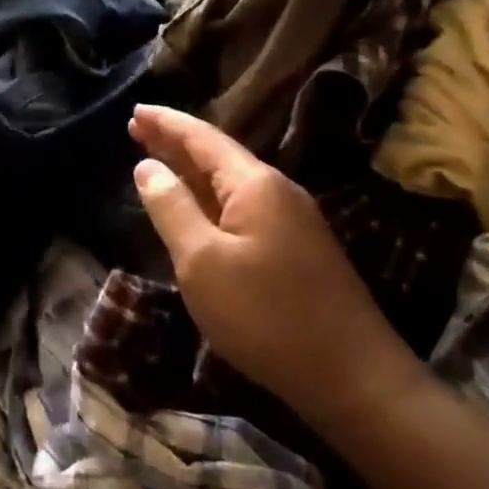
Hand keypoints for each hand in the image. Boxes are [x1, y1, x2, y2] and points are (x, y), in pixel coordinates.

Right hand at [129, 105, 429, 432]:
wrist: (353, 377)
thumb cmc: (266, 316)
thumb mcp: (202, 262)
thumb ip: (172, 209)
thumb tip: (147, 167)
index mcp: (255, 184)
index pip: (203, 138)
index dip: (166, 123)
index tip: (134, 110)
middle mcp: (277, 191)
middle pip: (218, 155)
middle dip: (176, 141)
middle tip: (136, 129)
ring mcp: (292, 220)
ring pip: (230, 183)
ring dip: (192, 170)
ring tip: (158, 159)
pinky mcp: (296, 249)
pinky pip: (243, 207)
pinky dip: (210, 198)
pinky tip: (198, 208)